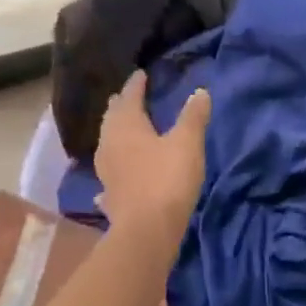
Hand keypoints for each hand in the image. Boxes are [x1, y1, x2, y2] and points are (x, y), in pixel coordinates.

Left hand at [95, 71, 210, 236]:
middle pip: (113, 118)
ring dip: (114, 133)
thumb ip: (193, 116)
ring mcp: (105, 171)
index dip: (136, 84)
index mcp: (127, 125)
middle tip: (128, 96)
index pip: (130, 96)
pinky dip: (112, 168)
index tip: (140, 74)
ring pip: (107, 144)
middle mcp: (109, 143)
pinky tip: (110, 176)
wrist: (146, 230)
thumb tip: (200, 91)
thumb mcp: (187, 143)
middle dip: (121, 106)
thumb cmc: (167, 179)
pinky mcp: (109, 194)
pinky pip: (108, 175)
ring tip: (122, 129)